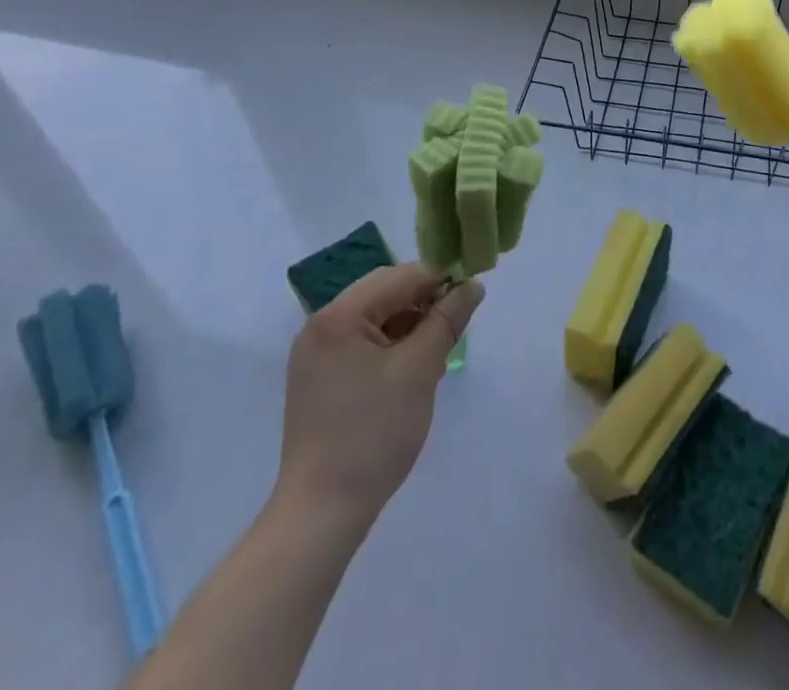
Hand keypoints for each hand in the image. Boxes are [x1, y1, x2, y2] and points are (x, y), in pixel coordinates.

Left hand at [274, 262, 484, 530]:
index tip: (472, 292)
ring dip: (410, 324)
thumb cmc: (373, 434)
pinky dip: (392, 346)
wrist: (321, 513)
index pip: (400, 276)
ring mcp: (316, 353)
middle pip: (385, 293)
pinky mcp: (319, 378)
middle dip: (424, 302)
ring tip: (438, 351)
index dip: (440, 279)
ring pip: (376, 318)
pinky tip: (413, 369)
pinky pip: (363, 342)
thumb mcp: (419, 370)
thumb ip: (446, 320)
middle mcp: (321, 325)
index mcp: (339, 316)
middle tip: (456, 324)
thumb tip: (473, 285)